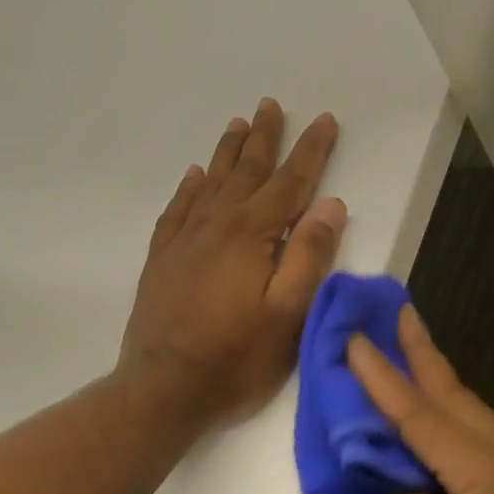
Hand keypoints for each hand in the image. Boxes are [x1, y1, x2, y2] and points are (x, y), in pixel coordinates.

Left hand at [119, 99, 347, 427]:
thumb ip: (309, 256)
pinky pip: (178, 210)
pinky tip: (194, 176)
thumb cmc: (236, 358)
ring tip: (238, 125)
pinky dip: (189, 189)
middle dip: (265, 138)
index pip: (290, 183)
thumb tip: (330, 205)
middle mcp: (216, 226)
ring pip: (211, 184)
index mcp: (252, 235)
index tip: (325, 120)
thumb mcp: (288, 313)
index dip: (311, 151)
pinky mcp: (162, 260)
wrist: (163, 389)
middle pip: (247, 172)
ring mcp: (184, 241)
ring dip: (228, 153)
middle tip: (271, 104)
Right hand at [347, 306, 493, 493]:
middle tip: (396, 310)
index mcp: (490, 474)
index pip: (421, 415)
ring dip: (435, 382)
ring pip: (471, 416)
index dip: (382, 378)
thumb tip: (396, 459)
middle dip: (420, 355)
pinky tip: (431, 407)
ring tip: (406, 343)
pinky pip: (479, 441)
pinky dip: (449, 419)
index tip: (355, 337)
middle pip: (455, 399)